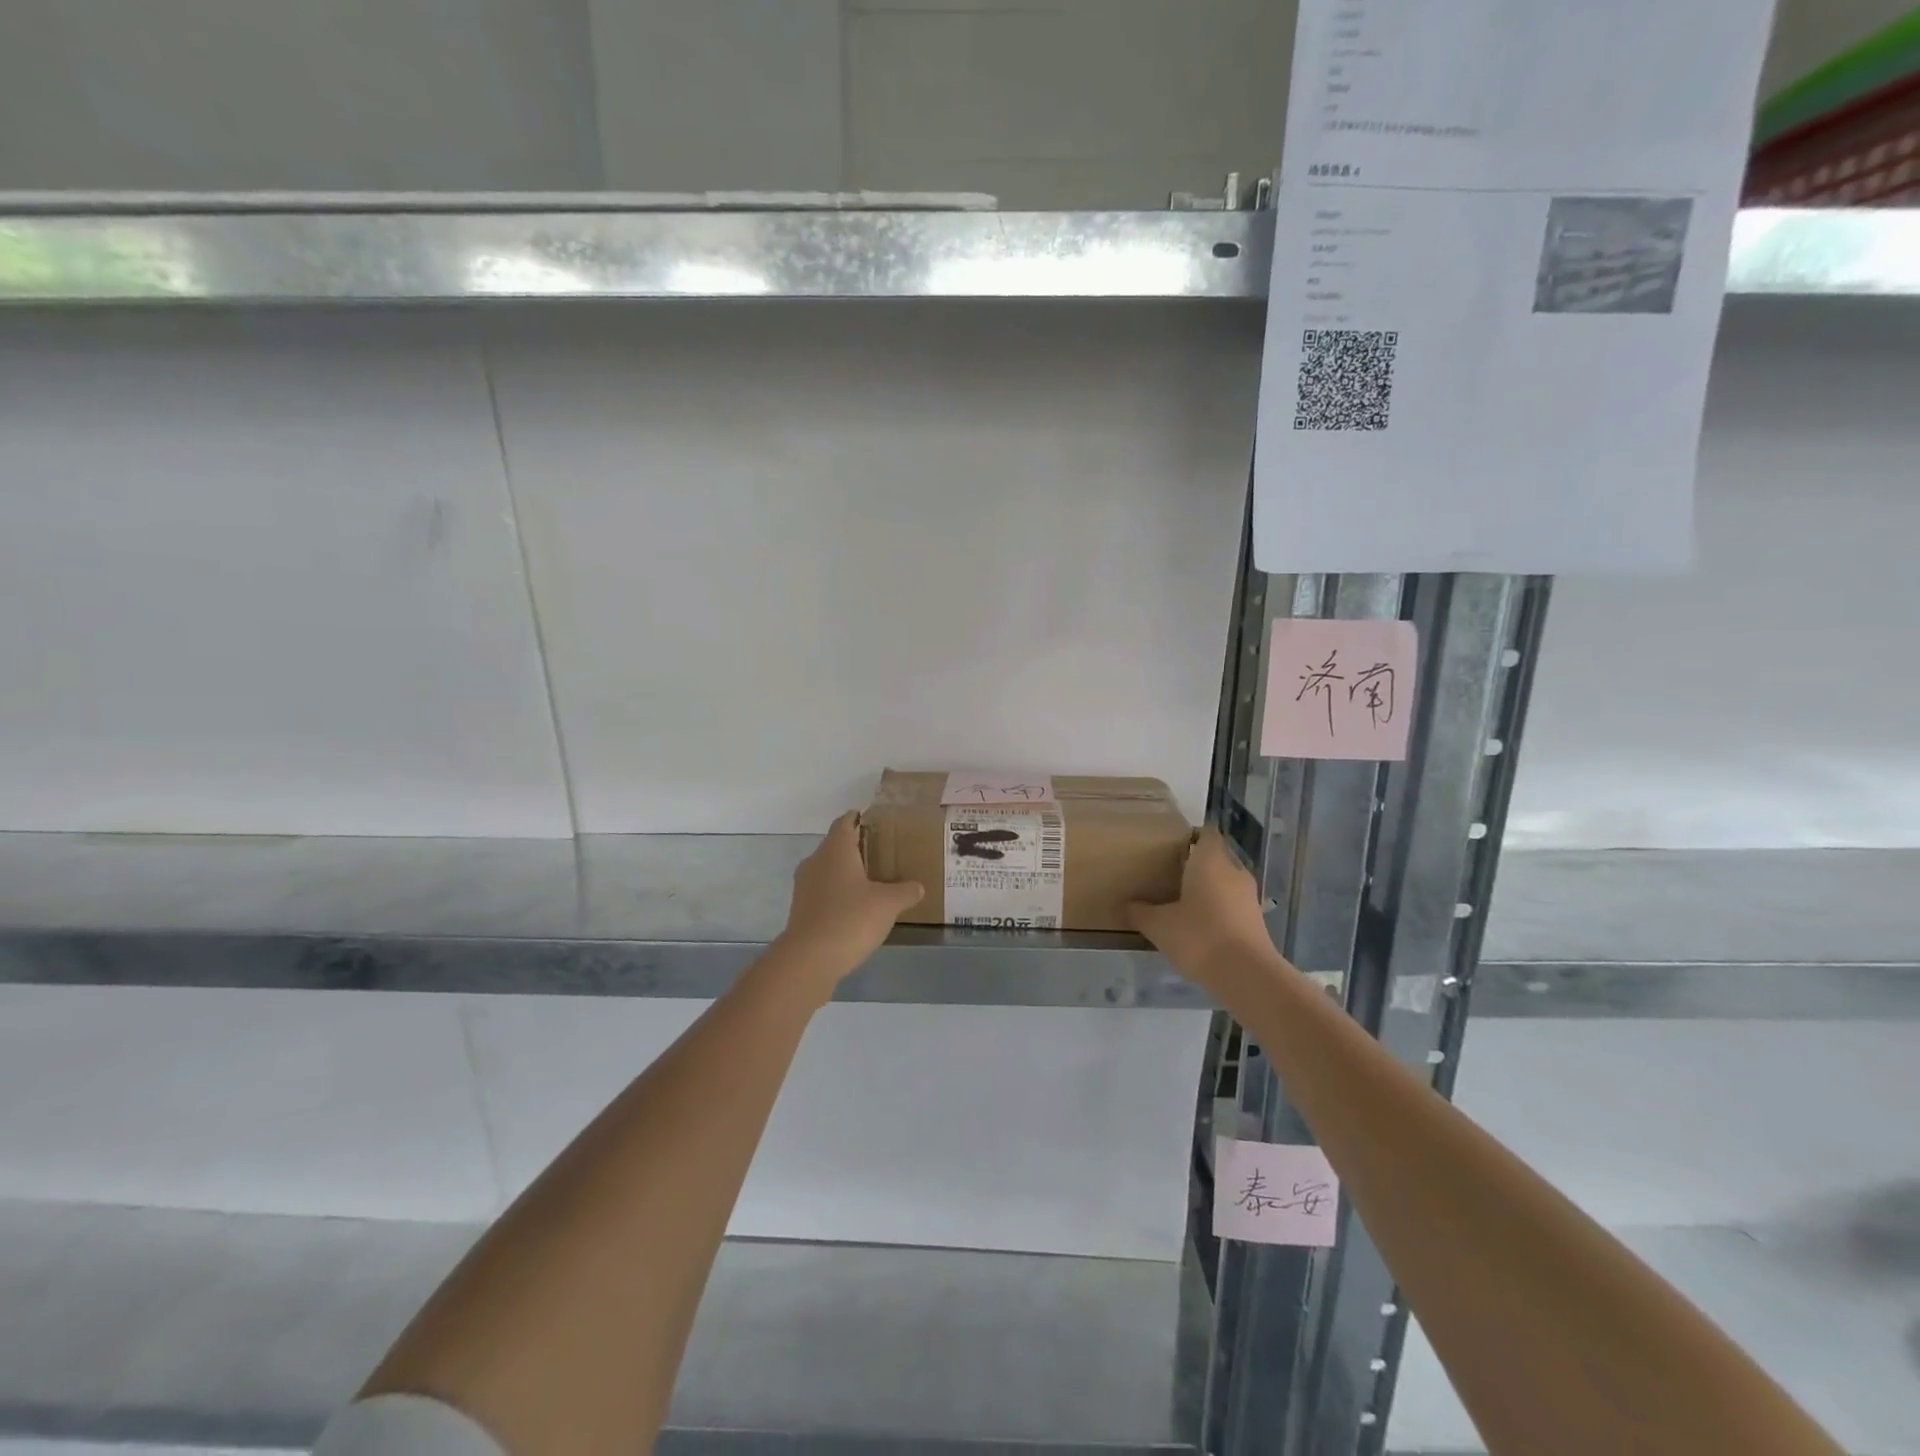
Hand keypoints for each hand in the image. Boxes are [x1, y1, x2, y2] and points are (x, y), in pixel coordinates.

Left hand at [777, 812, 924, 980]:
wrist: (809, 959)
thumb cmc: (851, 919)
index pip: (845, 822)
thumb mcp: (888, 904)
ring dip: (846, 873)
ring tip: (872, 882)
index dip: (858, 818)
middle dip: (856, 848)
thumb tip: (918, 887)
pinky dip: (838, 895)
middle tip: (882, 854)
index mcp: (835, 849)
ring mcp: (804, 887)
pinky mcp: (801, 910)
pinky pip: (823, 893)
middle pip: (835, 846)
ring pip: (828, 870)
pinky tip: (856, 909)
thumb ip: (905, 891)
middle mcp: (816, 862)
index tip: (874, 822)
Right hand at [1128, 828, 1278, 992]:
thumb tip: (1126, 904)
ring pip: (1226, 880)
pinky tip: (1199, 924)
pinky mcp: (1255, 919)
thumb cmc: (1199, 937)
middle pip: (1216, 856)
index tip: (1169, 846)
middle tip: (1169, 873)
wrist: (1247, 976)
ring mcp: (1248, 895)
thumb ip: (1140, 912)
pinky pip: (1233, 902)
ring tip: (1182, 899)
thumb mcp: (1159, 925)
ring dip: (1209, 886)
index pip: (1205, 832)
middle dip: (1196, 862)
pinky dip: (1218, 907)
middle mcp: (1233, 870)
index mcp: (1210, 860)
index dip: (1189, 835)